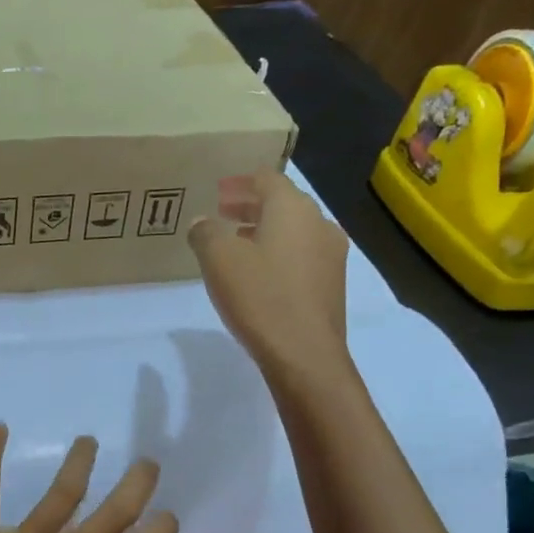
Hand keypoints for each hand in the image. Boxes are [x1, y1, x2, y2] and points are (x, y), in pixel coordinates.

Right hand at [189, 170, 351, 377]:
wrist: (304, 353)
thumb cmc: (260, 297)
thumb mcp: (218, 260)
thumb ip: (205, 233)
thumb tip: (202, 222)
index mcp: (292, 209)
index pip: (267, 179)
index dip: (240, 182)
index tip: (218, 191)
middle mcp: (318, 223)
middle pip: (282, 203)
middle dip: (251, 206)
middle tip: (222, 213)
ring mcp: (331, 254)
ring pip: (293, 230)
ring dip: (264, 230)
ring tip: (237, 243)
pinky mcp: (331, 283)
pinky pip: (301, 254)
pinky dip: (278, 252)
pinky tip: (259, 272)